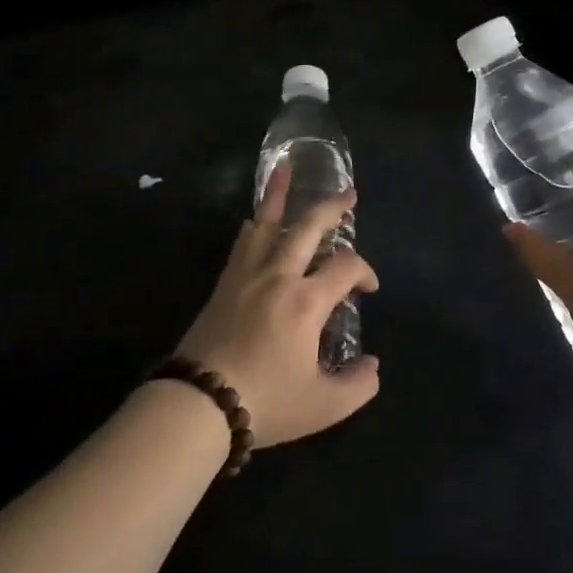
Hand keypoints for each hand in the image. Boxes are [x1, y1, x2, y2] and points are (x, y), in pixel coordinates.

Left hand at [176, 162, 379, 446]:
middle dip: (332, 207)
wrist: (200, 402)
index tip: (369, 289)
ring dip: (279, 194)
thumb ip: (358, 384)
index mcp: (307, 301)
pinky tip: (255, 219)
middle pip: (309, 227)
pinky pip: (242, 243)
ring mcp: (247, 275)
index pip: (346, 266)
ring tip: (286, 167)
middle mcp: (279, 276)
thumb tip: (372, 365)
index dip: (365, 271)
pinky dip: (254, 225)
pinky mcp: (224, 284)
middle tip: (348, 194)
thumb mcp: (325, 405)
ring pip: (267, 223)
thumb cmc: (267, 401)